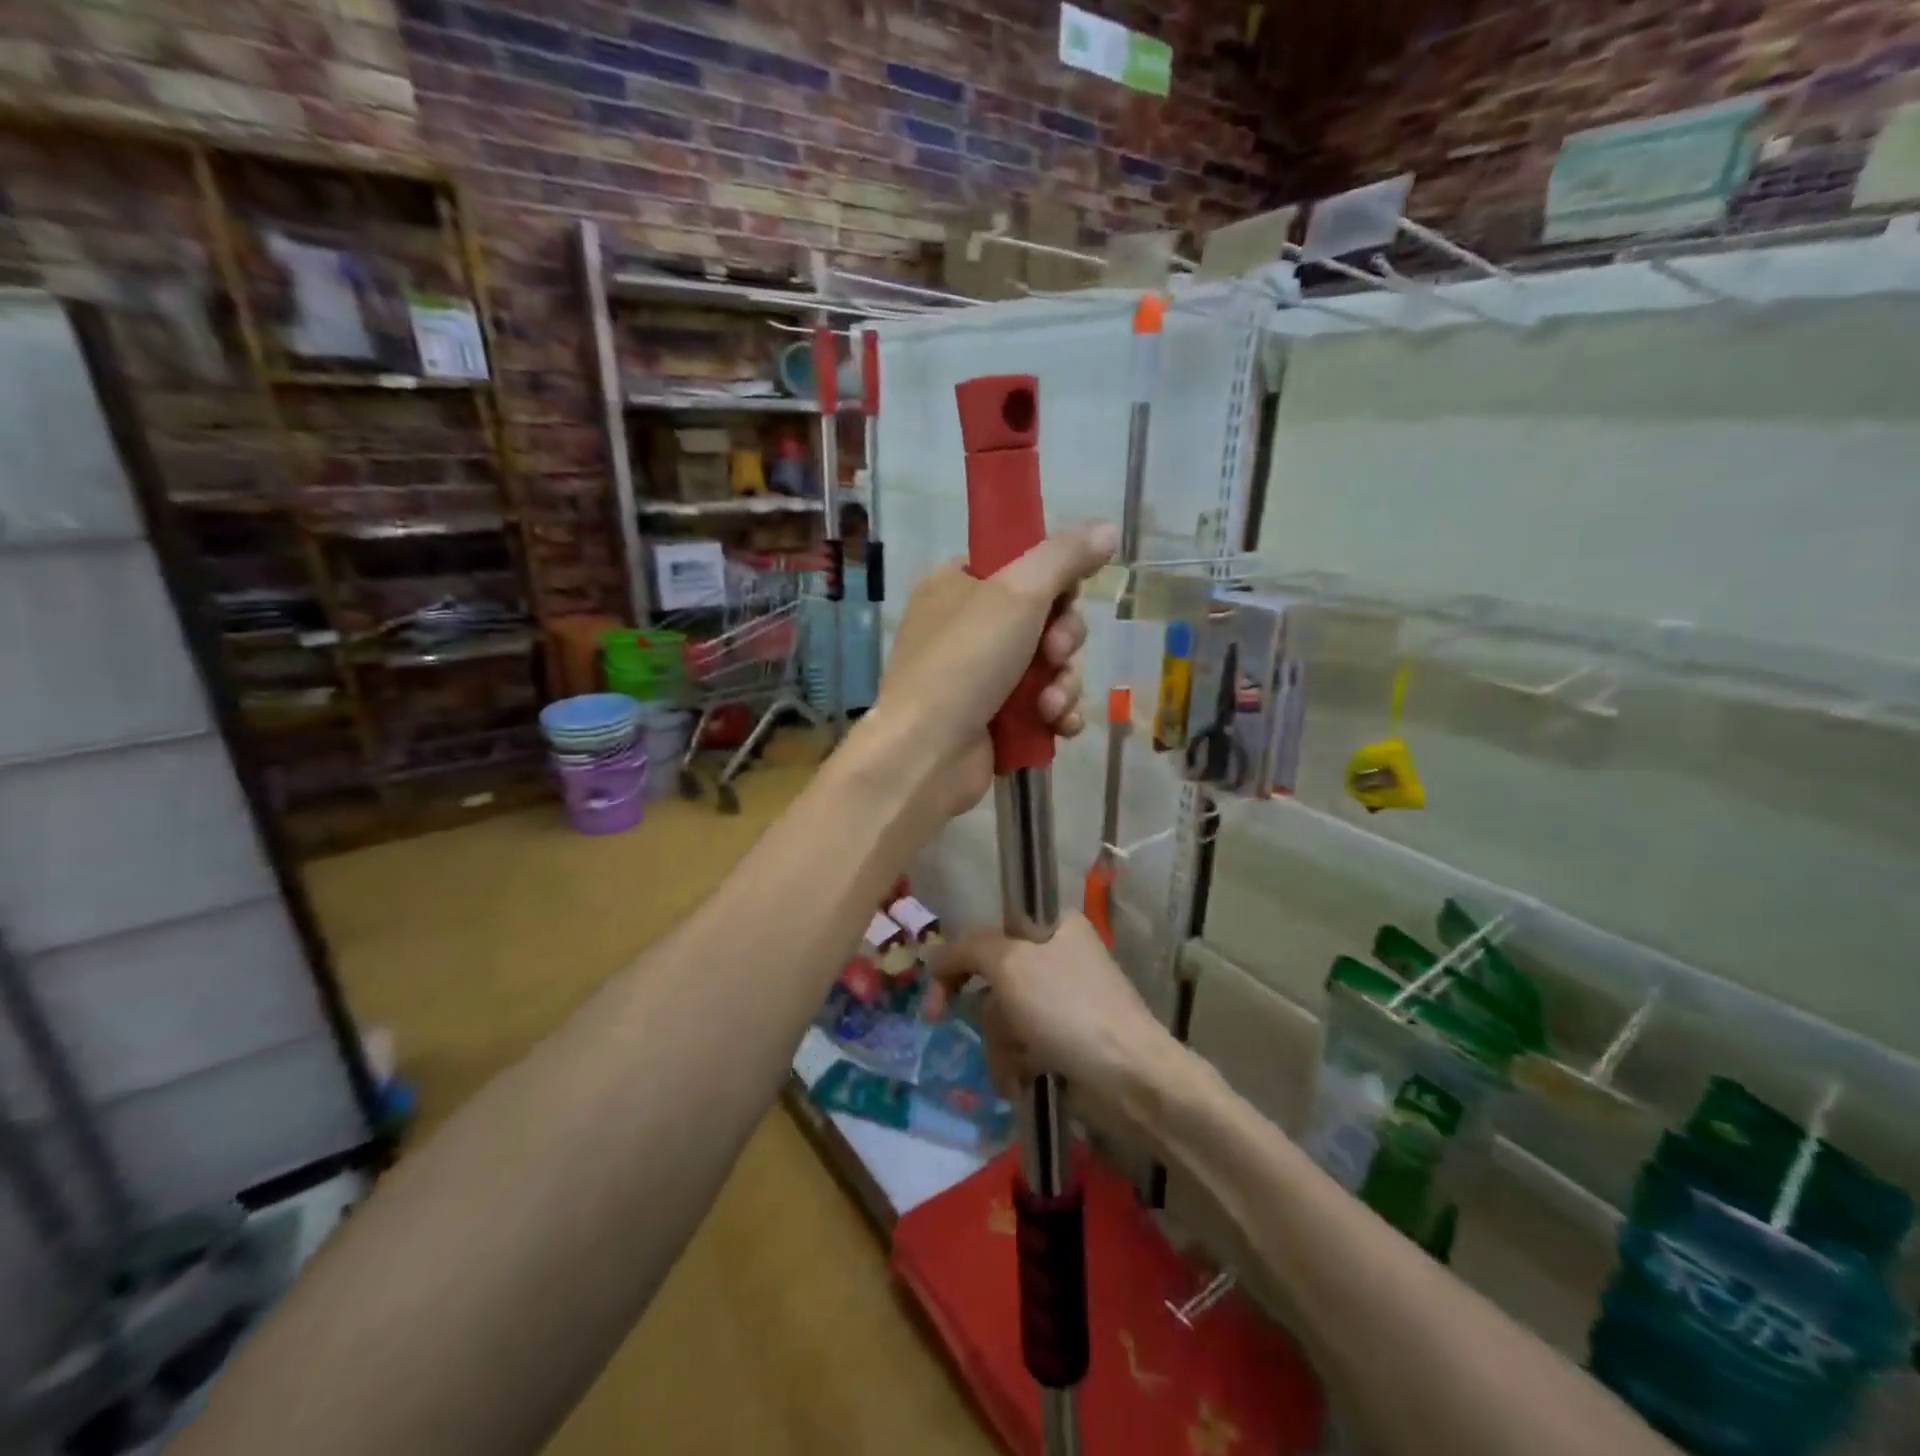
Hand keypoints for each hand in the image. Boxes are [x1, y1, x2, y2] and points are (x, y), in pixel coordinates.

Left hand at [871, 523, 1117, 820]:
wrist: (926, 753)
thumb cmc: (965, 661)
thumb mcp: (1017, 593)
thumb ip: (1064, 557)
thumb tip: (1107, 528)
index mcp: (957, 585)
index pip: (1020, 567)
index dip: (1054, 583)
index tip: (1066, 598)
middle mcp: (965, 628)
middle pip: (1043, 619)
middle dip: (1063, 641)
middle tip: (1054, 655)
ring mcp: (977, 677)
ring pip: (1048, 667)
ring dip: (1063, 684)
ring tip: (1050, 706)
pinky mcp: (992, 719)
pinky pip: (1041, 706)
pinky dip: (1056, 714)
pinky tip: (1060, 726)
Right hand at [932, 912, 1175, 1116]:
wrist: (1130, 1077)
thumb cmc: (1068, 1009)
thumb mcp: (1010, 964)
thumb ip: (968, 950)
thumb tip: (934, 955)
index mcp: (1054, 926)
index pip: (990, 934)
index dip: (959, 963)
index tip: (936, 996)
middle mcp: (1058, 957)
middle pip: (994, 982)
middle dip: (988, 1015)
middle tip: (953, 1029)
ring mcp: (1063, 1002)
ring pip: (1005, 1020)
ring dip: (1002, 1046)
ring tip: (1022, 1066)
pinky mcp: (1067, 1041)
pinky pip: (1023, 1047)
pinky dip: (1019, 1064)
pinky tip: (1028, 1081)